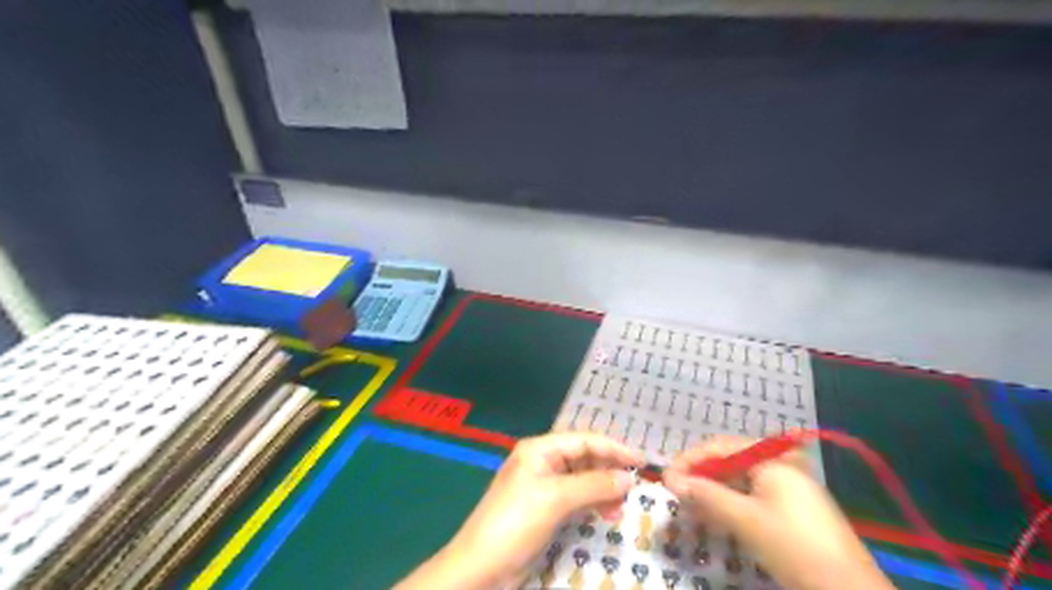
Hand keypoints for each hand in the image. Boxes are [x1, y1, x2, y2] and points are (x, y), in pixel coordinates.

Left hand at [395, 428, 641, 589]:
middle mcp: (542, 462)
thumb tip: (630, 478)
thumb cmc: (516, 521)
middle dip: (609, 470)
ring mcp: (543, 486)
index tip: (641, 461)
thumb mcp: (556, 498)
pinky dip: (593, 503)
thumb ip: (594, 485)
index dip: (613, 448)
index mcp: (539, 449)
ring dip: (603, 489)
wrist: (481, 567)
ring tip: (623, 505)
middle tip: (636, 486)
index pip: (583, 440)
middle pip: (583, 458)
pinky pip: (576, 498)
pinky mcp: (545, 509)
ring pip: (582, 480)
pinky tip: (608, 514)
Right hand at [664, 435, 893, 589]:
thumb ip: (706, 495)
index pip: (719, 446)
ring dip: (712, 489)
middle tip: (675, 492)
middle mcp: (779, 465)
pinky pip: (752, 495)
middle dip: (700, 474)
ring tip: (690, 504)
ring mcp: (788, 486)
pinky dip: (730, 501)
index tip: (665, 478)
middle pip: (728, 460)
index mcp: (770, 459)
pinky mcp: (792, 507)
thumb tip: (670, 480)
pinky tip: (716, 514)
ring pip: (739, 479)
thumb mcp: (745, 520)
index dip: (689, 460)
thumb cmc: (794, 548)